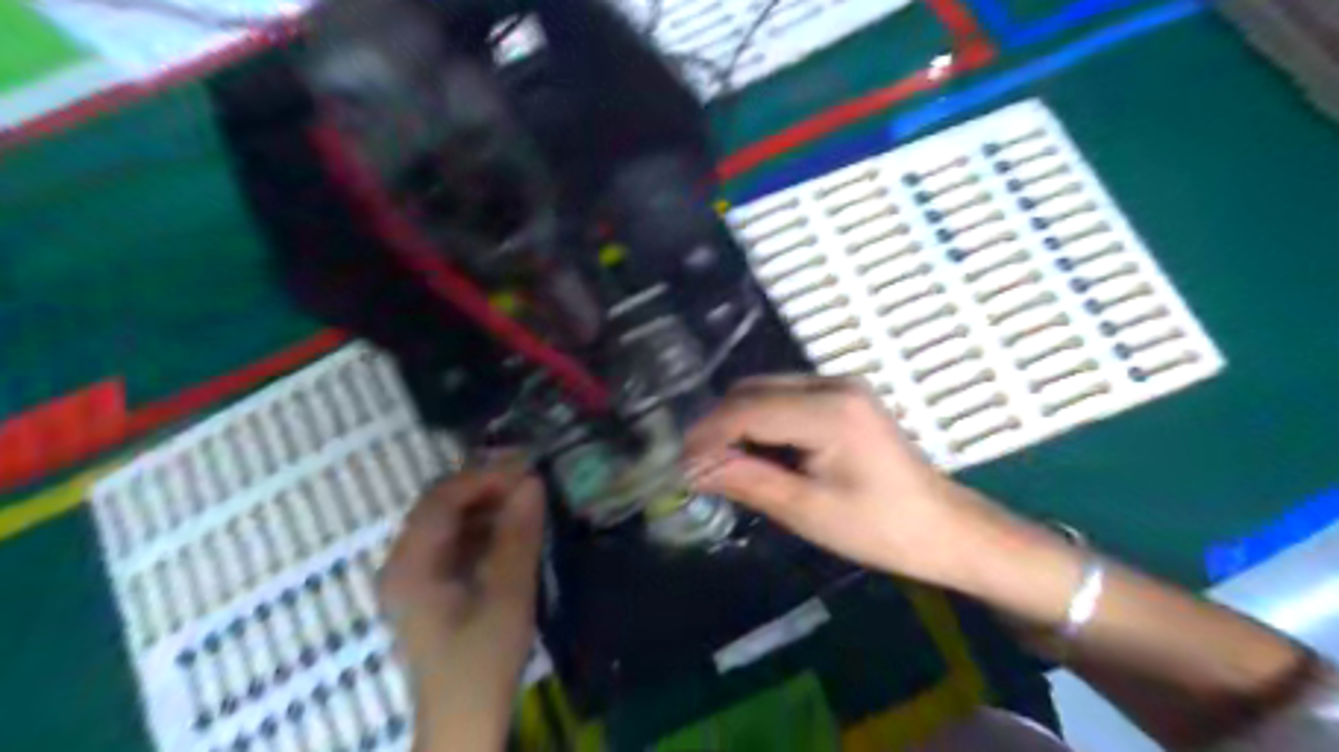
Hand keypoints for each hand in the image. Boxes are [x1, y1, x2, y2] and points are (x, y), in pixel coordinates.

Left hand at [376, 461, 544, 750]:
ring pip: (448, 522)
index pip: (440, 499)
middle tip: (532, 482)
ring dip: (487, 508)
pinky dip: (484, 530)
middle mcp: (401, 563)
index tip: (527, 470)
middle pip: (440, 506)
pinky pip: (454, 542)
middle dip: (486, 489)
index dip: (483, 477)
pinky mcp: (429, 587)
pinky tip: (513, 532)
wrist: (464, 723)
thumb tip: (533, 481)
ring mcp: (413, 576)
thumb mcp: (507, 595)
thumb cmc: (482, 662)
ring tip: (528, 504)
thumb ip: (518, 535)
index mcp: (409, 565)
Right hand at [685, 375, 1026, 592]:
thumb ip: (747, 481)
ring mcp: (840, 385)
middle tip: (695, 465)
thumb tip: (692, 470)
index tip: (679, 463)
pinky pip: (785, 398)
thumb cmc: (879, 529)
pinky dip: (761, 422)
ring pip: (765, 390)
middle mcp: (833, 383)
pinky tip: (755, 452)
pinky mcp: (842, 396)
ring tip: (719, 463)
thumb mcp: (806, 511)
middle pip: (753, 390)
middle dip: (718, 425)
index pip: (748, 409)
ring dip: (737, 423)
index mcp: (830, 411)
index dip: (707, 434)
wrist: (943, 528)